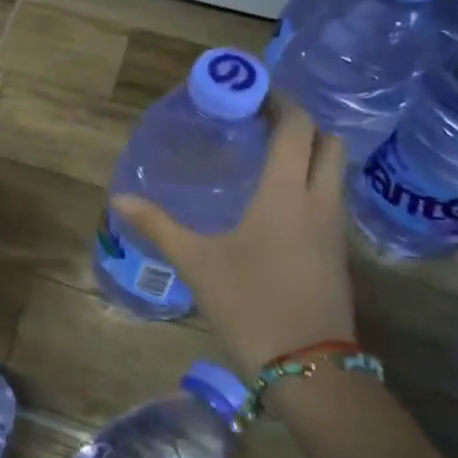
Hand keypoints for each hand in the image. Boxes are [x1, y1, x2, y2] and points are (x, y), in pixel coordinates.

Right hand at [113, 101, 356, 377]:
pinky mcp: (338, 253)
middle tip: (262, 123)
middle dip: (301, 123)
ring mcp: (335, 229)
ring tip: (267, 156)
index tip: (254, 91)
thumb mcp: (196, 262)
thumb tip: (119, 199)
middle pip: (328, 143)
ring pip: (335, 172)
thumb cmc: (249, 302)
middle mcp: (319, 201)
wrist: (308, 366)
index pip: (296, 128)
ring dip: (310, 154)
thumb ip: (157, 225)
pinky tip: (278, 202)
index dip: (280, 102)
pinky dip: (312, 184)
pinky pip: (331, 200)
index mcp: (285, 193)